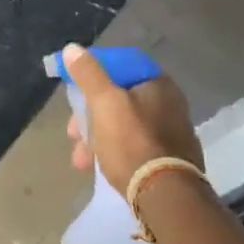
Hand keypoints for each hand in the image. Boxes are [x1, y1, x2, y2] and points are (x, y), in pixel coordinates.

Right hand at [61, 44, 202, 198]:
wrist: (165, 195)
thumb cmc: (132, 142)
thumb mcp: (104, 103)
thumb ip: (88, 74)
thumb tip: (72, 48)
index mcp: (158, 84)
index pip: (120, 66)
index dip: (93, 75)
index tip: (74, 92)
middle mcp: (169, 104)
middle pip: (118, 99)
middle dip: (89, 116)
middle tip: (73, 134)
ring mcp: (171, 133)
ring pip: (122, 125)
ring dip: (95, 138)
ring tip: (80, 160)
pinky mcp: (169, 159)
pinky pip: (133, 147)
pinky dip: (112, 152)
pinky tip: (97, 167)